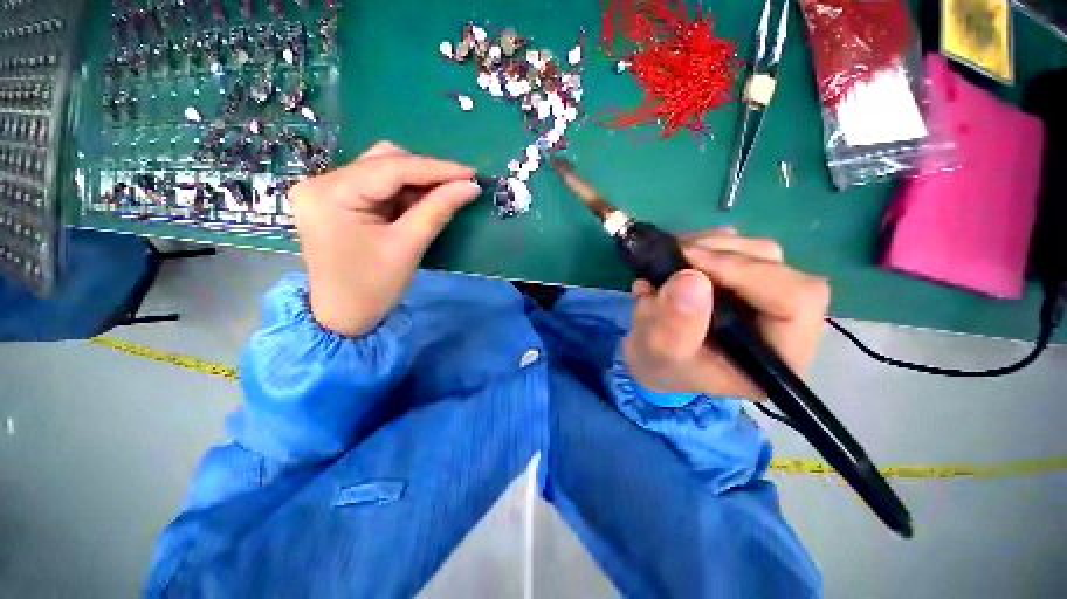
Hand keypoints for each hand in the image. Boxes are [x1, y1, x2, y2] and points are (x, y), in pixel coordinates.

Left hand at [290, 141, 480, 336]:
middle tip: (458, 188)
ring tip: (441, 198)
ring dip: (415, 183)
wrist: (343, 317)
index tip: (471, 173)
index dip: (436, 169)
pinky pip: (376, 186)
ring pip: (381, 170)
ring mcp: (324, 190)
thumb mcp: (408, 247)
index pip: (391, 168)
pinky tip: (419, 205)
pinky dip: (402, 193)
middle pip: (383, 161)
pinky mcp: (334, 201)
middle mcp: (320, 182)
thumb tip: (470, 186)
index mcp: (330, 194)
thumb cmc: (373, 287)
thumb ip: (438, 210)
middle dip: (425, 174)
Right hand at [624, 229, 829, 400]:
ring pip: (758, 252)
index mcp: (778, 356)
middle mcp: (784, 324)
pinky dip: (706, 245)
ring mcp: (766, 298)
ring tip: (670, 258)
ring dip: (710, 246)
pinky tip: (679, 258)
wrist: (656, 359)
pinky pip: (738, 247)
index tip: (691, 263)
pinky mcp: (747, 281)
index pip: (796, 301)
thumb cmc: (663, 366)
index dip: (747, 273)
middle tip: (675, 255)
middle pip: (777, 268)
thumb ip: (675, 325)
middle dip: (722, 256)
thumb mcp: (661, 354)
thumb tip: (690, 278)